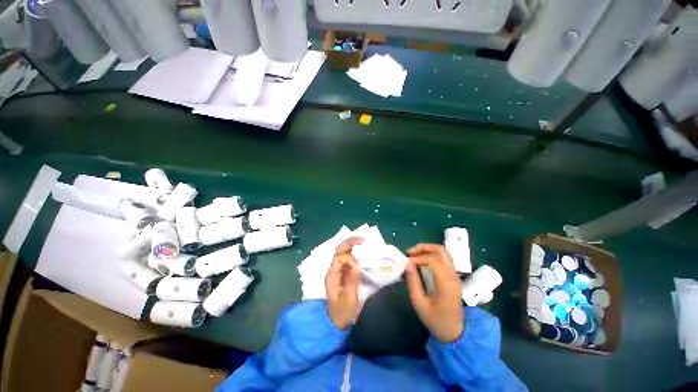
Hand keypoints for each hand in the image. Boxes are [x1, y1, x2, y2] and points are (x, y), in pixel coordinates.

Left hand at [325, 237, 362, 329]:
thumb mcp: (349, 299)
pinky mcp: (344, 273)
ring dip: (351, 245)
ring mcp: (338, 271)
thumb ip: (353, 280)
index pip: (338, 258)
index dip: (349, 258)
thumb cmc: (343, 313)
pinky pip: (347, 259)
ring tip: (362, 241)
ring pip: (342, 253)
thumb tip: (357, 262)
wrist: (337, 323)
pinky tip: (360, 251)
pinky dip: (354, 252)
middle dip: (349, 243)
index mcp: (332, 276)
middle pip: (339, 251)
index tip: (357, 266)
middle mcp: (333, 270)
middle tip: (362, 239)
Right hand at [405, 244, 463, 342]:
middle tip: (409, 253)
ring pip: (443, 252)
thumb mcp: (419, 303)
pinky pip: (443, 258)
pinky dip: (431, 255)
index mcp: (446, 284)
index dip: (418, 258)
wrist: (454, 332)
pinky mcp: (453, 276)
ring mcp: (455, 275)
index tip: (407, 263)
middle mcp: (453, 276)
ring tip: (414, 255)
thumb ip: (413, 282)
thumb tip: (407, 263)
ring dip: (427, 250)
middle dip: (423, 248)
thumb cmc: (436, 320)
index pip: (434, 260)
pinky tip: (422, 261)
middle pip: (441, 250)